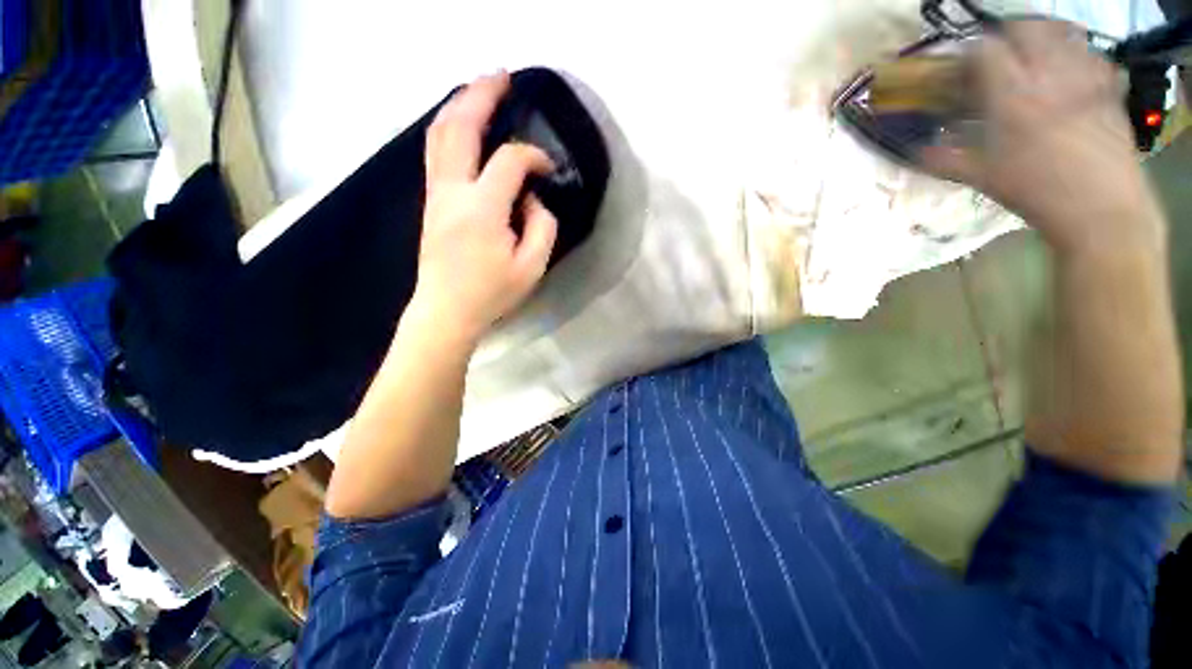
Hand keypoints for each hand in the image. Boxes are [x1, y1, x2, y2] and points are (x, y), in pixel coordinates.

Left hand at [413, 71, 557, 344]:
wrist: (446, 310)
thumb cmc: (491, 293)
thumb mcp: (532, 267)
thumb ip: (542, 227)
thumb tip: (533, 198)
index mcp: (483, 208)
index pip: (510, 161)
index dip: (534, 157)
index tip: (548, 170)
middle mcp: (453, 190)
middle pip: (461, 126)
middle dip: (482, 95)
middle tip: (501, 74)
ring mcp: (436, 193)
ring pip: (440, 133)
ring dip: (459, 104)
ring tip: (479, 87)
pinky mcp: (431, 201)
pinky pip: (436, 151)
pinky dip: (448, 127)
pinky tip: (460, 123)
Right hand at [923, 20, 1165, 256]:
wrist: (1101, 209)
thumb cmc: (1037, 193)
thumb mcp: (984, 178)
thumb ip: (947, 160)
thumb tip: (916, 154)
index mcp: (1013, 95)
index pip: (986, 49)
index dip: (971, 53)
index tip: (964, 68)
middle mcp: (1049, 74)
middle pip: (1025, 27)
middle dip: (1007, 35)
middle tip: (1000, 56)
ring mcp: (1083, 75)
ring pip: (1061, 32)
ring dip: (1042, 39)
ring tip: (1034, 59)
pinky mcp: (1109, 86)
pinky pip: (1091, 54)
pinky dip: (1077, 55)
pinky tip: (1070, 74)